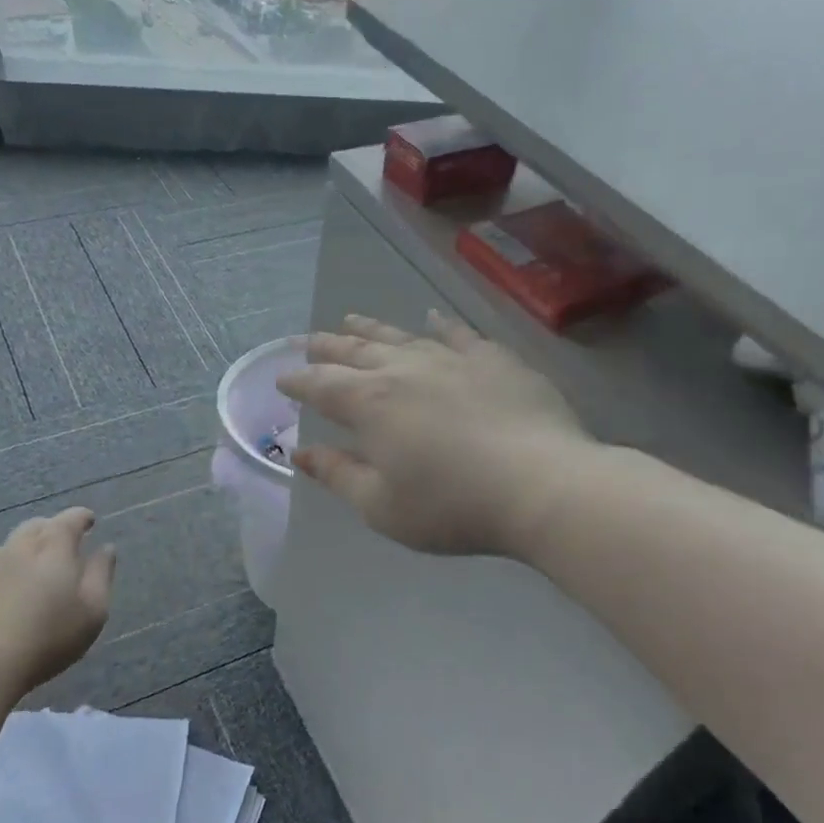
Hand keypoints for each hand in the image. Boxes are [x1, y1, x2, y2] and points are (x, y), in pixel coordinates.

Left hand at [0, 508, 116, 688]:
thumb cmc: (50, 634)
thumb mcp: (93, 608)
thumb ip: (101, 574)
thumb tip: (106, 549)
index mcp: (53, 546)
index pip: (70, 519)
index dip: (81, 518)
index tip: (90, 521)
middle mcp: (18, 547)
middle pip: (36, 526)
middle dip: (52, 529)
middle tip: (63, 543)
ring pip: (11, 548)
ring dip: (26, 551)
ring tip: (37, 570)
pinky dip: (6, 575)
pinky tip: (10, 597)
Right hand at [276, 312, 593, 556]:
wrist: (540, 485)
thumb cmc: (452, 505)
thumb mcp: (381, 506)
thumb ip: (338, 475)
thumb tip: (301, 452)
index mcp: (370, 404)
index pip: (322, 385)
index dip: (299, 381)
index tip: (283, 378)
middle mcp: (404, 370)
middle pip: (356, 351)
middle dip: (328, 347)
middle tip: (309, 341)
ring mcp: (451, 359)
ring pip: (401, 336)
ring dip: (372, 329)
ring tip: (351, 320)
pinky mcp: (493, 359)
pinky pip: (458, 334)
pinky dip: (440, 324)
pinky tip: (432, 317)